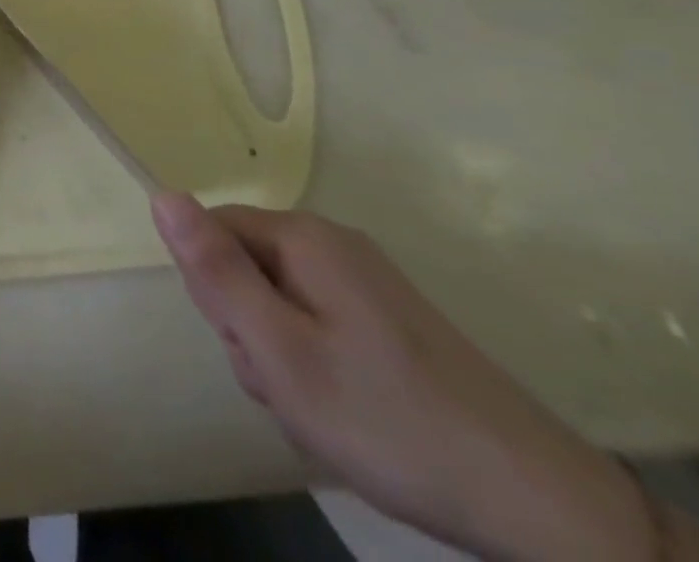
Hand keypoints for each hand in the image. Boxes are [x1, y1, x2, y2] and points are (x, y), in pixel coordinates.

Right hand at [152, 194, 656, 561]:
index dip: (215, 293)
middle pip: (246, 268)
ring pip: (279, 303)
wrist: (538, 504)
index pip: (212, 233)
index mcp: (303, 238)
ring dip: (282, 357)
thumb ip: (215, 271)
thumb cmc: (387, 420)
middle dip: (251, 331)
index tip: (251, 348)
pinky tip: (348, 414)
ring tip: (322, 410)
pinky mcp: (389, 319)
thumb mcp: (280, 350)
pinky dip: (317, 367)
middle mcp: (332, 243)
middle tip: (290, 388)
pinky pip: (318, 324)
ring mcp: (366, 281)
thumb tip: (161, 194)